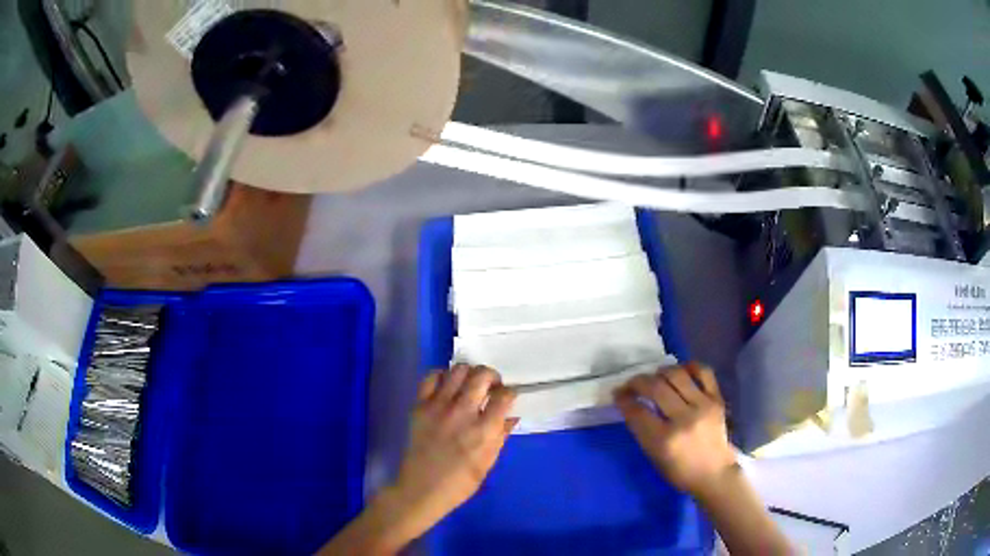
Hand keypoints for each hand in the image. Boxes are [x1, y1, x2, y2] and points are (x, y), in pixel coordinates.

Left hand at [389, 365, 516, 534]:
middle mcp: (462, 412)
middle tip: (491, 387)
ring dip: (469, 374)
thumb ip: (501, 436)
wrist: (421, 488)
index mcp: (483, 431)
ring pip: (458, 370)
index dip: (510, 393)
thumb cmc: (460, 482)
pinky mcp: (420, 406)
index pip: (504, 396)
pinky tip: (448, 386)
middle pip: (482, 375)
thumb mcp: (488, 463)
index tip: (507, 397)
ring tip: (470, 385)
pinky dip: (443, 376)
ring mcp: (438, 406)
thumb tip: (511, 416)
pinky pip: (431, 377)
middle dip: (492, 377)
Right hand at [614, 363, 736, 498]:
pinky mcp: (717, 400)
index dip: (624, 399)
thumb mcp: (655, 457)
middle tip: (631, 384)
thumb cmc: (681, 472)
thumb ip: (643, 431)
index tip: (617, 394)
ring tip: (655, 377)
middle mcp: (684, 419)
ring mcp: (703, 406)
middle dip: (637, 382)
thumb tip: (631, 406)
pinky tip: (680, 371)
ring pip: (677, 375)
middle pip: (655, 388)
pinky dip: (690, 367)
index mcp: (665, 440)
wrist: (715, 474)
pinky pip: (704, 372)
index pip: (638, 412)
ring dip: (660, 372)